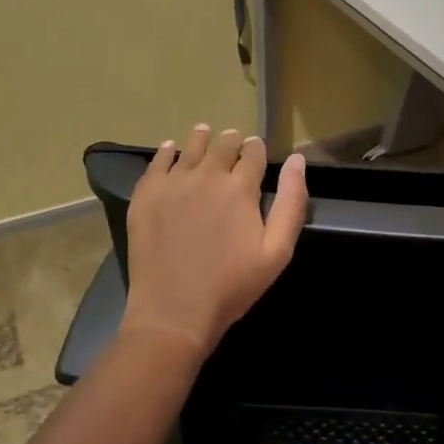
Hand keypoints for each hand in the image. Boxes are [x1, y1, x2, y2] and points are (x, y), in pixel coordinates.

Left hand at [123, 125, 308, 357]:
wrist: (174, 311)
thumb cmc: (232, 286)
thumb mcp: (277, 251)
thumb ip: (291, 202)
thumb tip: (297, 160)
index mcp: (241, 187)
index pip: (253, 154)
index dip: (256, 149)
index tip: (256, 150)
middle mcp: (207, 175)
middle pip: (222, 145)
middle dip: (232, 141)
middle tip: (233, 141)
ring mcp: (173, 183)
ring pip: (190, 148)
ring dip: (202, 139)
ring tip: (205, 132)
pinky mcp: (146, 195)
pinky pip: (157, 163)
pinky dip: (167, 152)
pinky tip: (170, 149)